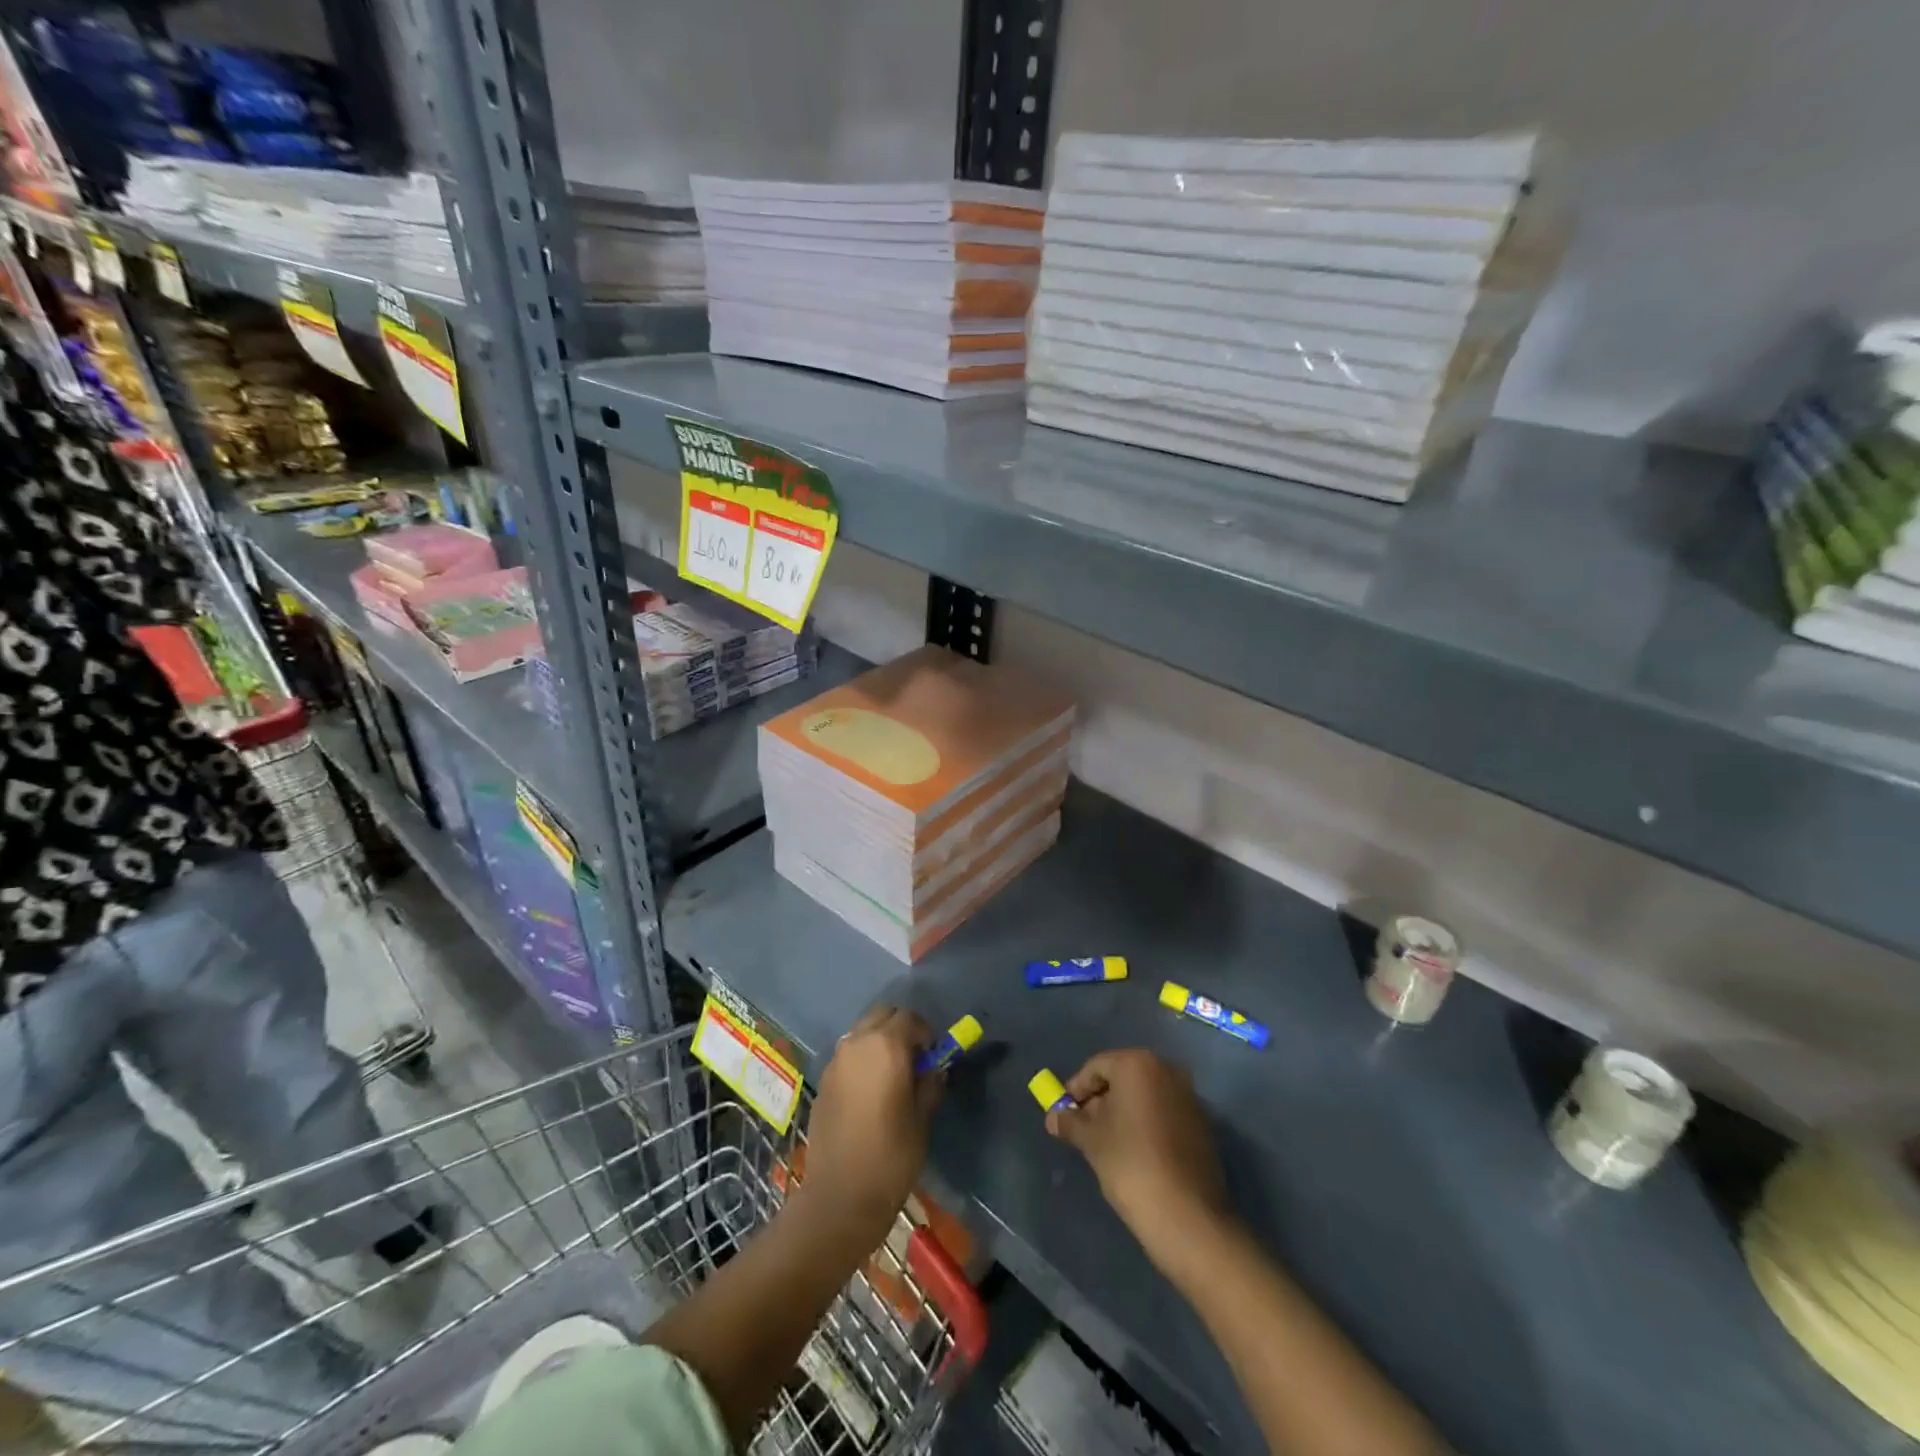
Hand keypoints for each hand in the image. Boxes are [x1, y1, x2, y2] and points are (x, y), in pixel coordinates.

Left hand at [795, 1006, 941, 1249]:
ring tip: (891, 1075)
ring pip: (862, 1032)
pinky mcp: (824, 1079)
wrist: (839, 1196)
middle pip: (882, 1015)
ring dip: (879, 1041)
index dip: (925, 1034)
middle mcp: (857, 1042)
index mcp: (886, 1046)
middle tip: (913, 1060)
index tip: (932, 1058)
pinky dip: (862, 1058)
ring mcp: (836, 1059)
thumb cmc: (891, 1157)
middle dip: (900, 1029)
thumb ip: (929, 1084)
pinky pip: (848, 1053)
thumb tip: (933, 1068)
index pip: (910, 1018)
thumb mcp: (922, 1119)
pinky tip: (869, 1090)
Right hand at [1047, 1049, 1230, 1264]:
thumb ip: (1070, 1123)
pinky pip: (1163, 1113)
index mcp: (1138, 1064)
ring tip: (1106, 1144)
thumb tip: (1053, 1117)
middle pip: (1122, 1077)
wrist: (1187, 1215)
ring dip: (1122, 1113)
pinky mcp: (1201, 1123)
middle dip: (1100, 1100)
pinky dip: (1145, 1124)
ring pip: (1144, 1096)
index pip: (1096, 1067)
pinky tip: (1135, 1153)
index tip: (1064, 1114)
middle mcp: (1166, 1070)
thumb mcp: (1091, 1141)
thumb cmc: (1131, 1164)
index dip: (1076, 1089)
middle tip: (1083, 1129)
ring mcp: (1188, 1096)